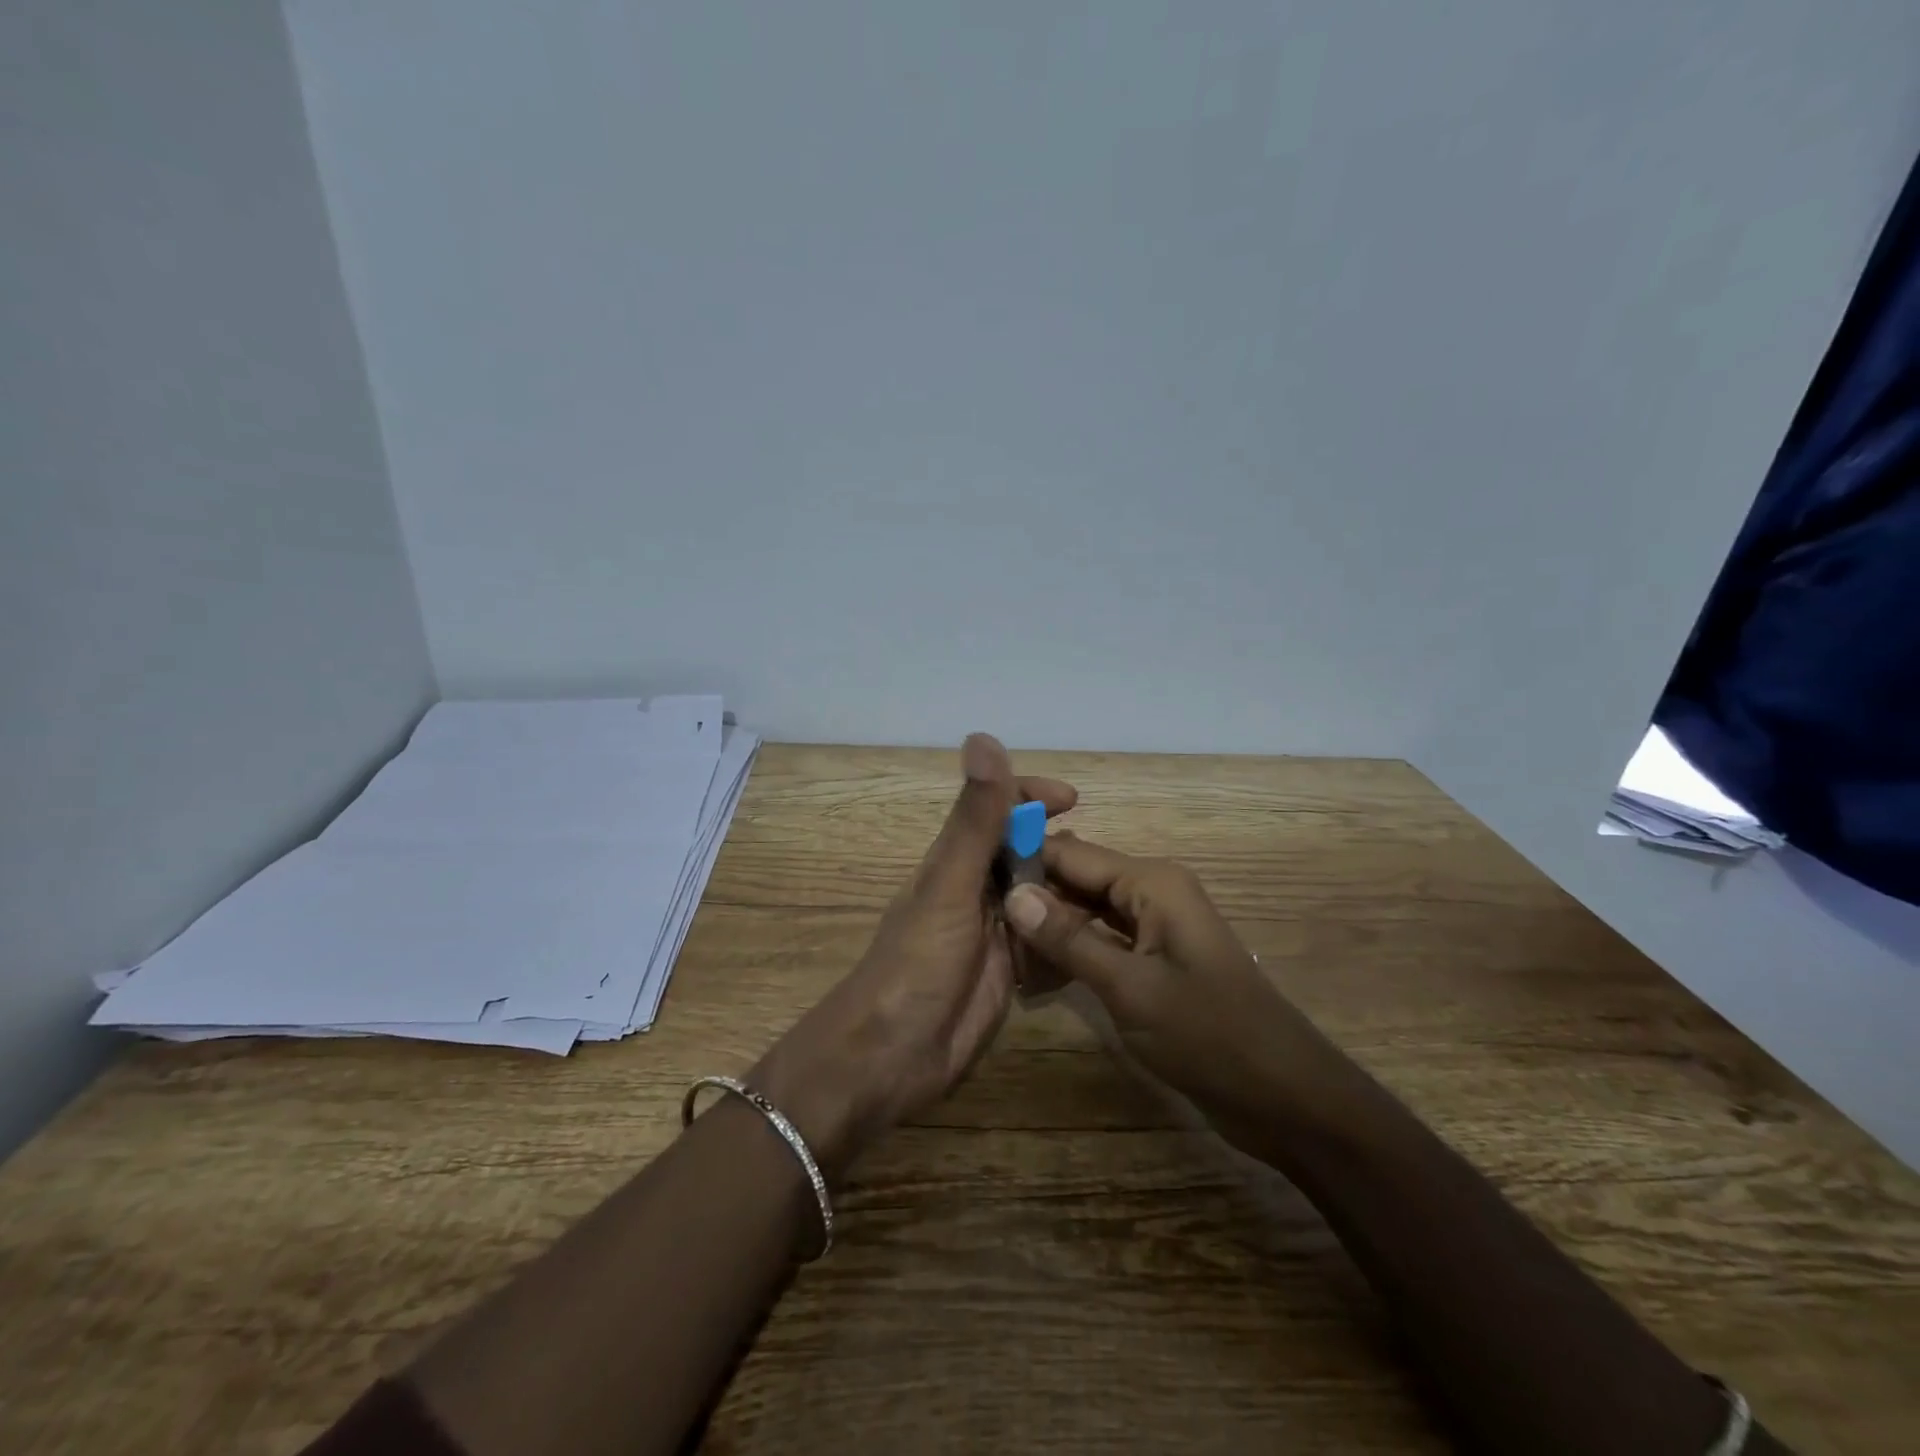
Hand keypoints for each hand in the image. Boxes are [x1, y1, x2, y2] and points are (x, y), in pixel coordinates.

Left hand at [753, 734, 1075, 1176]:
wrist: (892, 1058)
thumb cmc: (916, 964)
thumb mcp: (950, 885)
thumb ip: (974, 819)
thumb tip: (983, 737)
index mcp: (956, 861)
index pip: (995, 810)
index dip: (1030, 796)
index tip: (1072, 800)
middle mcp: (975, 890)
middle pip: (1025, 855)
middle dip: (1062, 854)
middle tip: (1102, 870)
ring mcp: (993, 933)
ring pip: (1041, 899)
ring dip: (1069, 900)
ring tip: (1104, 911)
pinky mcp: (1008, 973)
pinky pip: (1046, 945)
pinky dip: (1065, 943)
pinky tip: (1088, 951)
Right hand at [1002, 834, 1330, 1149]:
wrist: (1286, 1098)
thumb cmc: (1210, 1036)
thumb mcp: (1130, 988)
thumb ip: (1068, 939)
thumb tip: (1013, 893)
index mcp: (1152, 881)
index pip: (1071, 852)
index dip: (1023, 859)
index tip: (972, 878)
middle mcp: (1152, 891)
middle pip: (1077, 879)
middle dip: (1032, 898)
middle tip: (980, 926)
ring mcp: (1155, 926)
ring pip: (1086, 911)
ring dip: (1048, 929)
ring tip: (999, 953)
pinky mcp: (1156, 959)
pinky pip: (1103, 940)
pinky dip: (1072, 952)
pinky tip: (1035, 975)